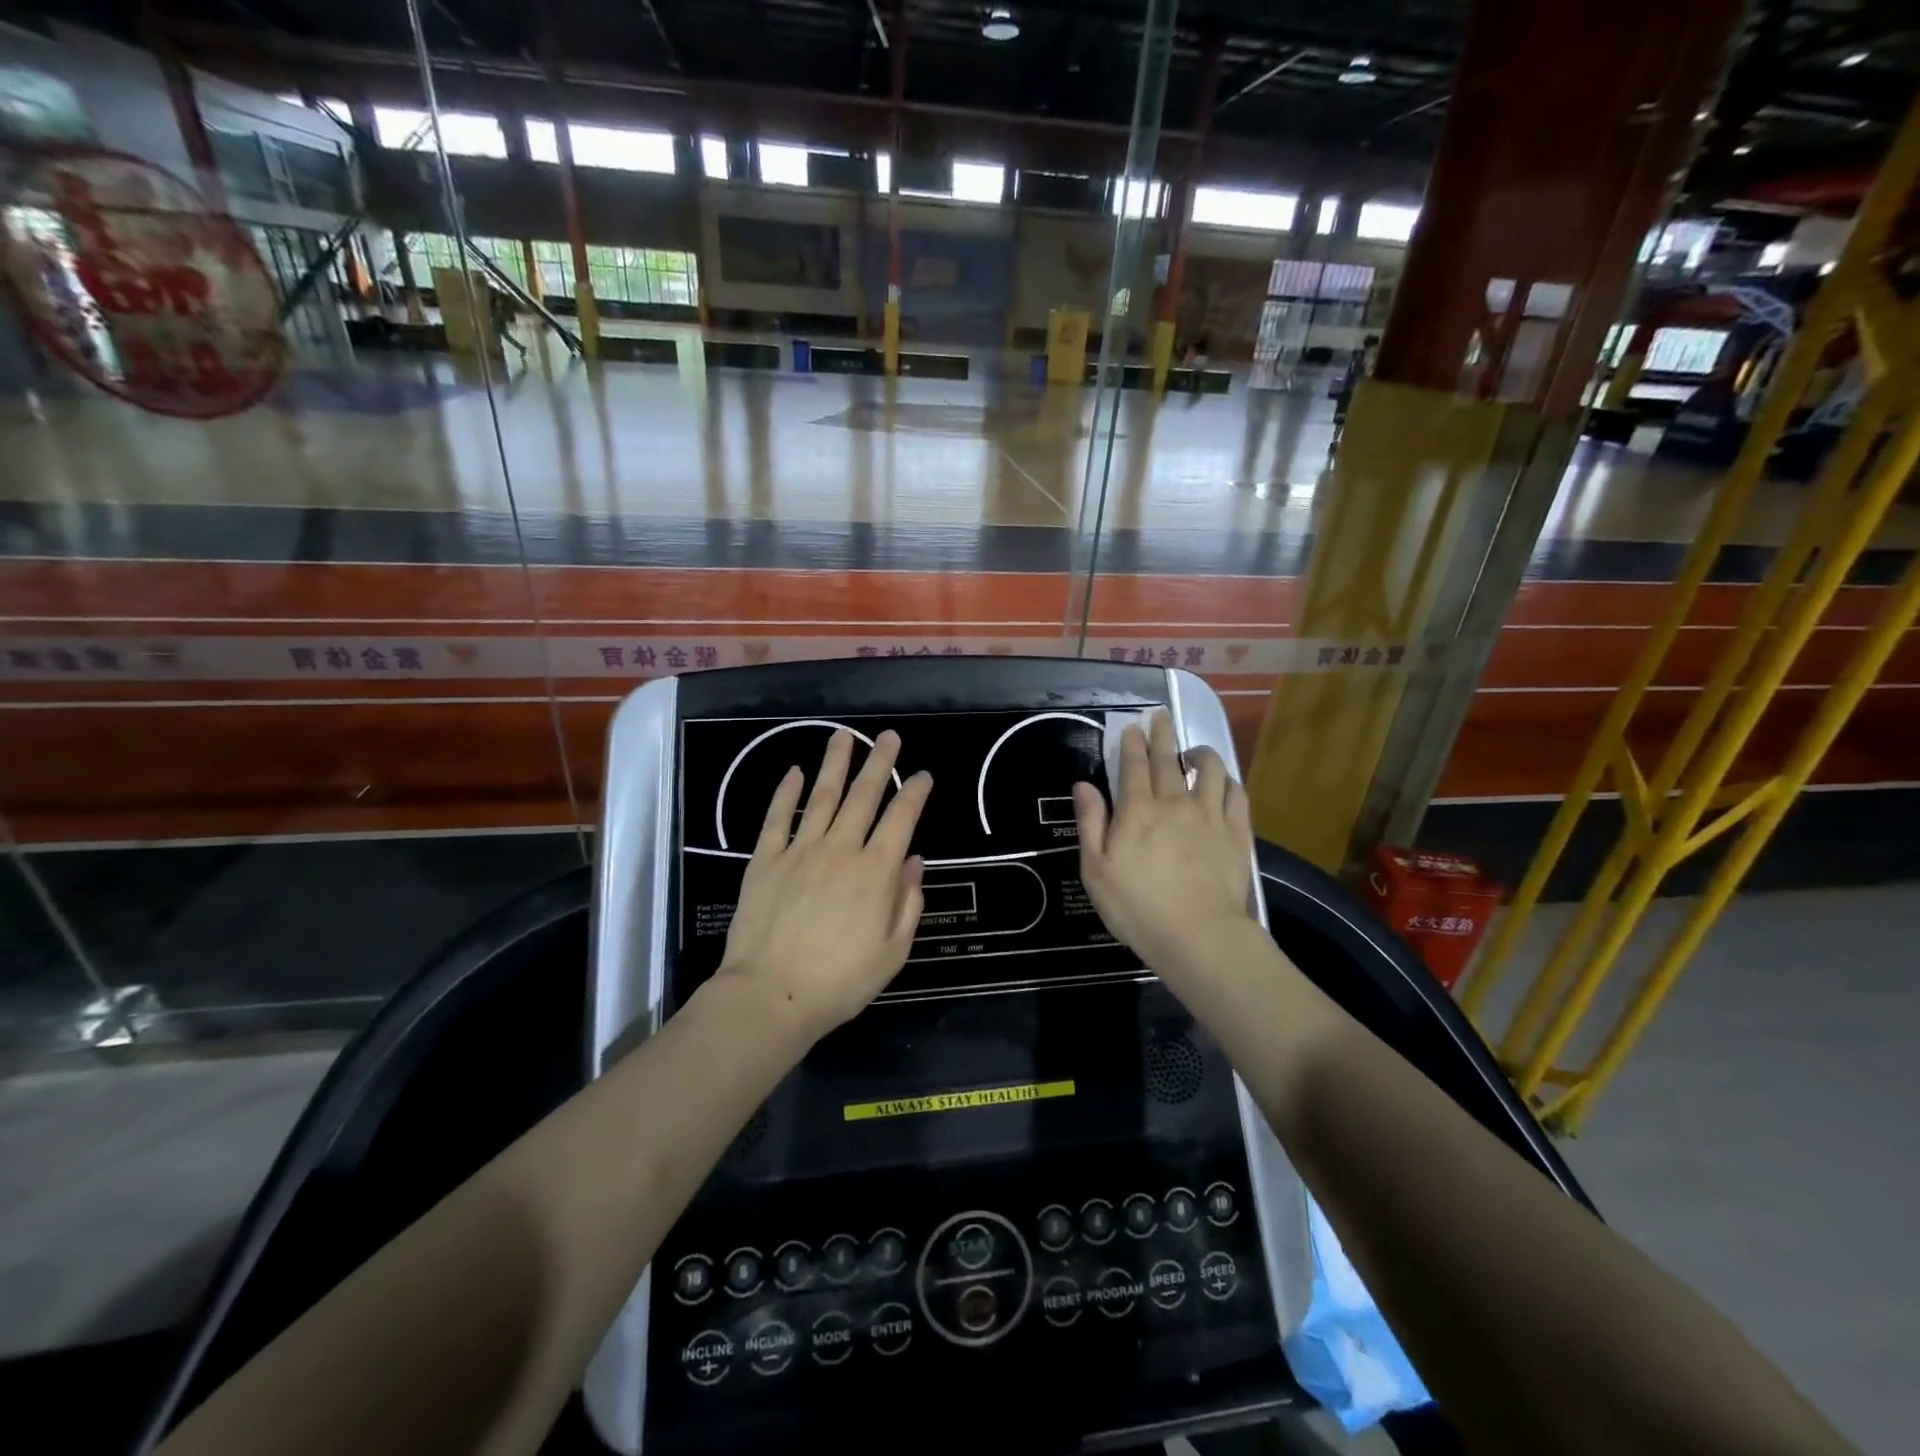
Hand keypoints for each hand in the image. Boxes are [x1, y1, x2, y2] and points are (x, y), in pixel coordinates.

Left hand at [715, 729, 931, 1040]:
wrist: (771, 995)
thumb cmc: (840, 981)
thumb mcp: (893, 952)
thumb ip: (908, 903)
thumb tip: (914, 861)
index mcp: (876, 872)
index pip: (901, 819)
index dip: (915, 793)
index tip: (923, 775)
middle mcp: (841, 850)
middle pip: (864, 796)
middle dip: (880, 763)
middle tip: (889, 737)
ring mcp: (800, 850)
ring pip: (822, 796)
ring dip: (835, 763)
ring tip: (844, 735)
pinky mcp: (765, 860)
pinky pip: (778, 818)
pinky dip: (787, 792)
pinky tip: (794, 772)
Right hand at [1072, 712, 1256, 978]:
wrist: (1198, 936)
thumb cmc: (1137, 907)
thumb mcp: (1096, 870)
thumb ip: (1090, 823)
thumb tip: (1083, 785)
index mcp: (1137, 810)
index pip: (1133, 765)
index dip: (1132, 742)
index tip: (1132, 726)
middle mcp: (1174, 802)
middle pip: (1168, 758)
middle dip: (1162, 734)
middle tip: (1160, 716)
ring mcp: (1210, 815)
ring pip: (1209, 768)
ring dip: (1199, 752)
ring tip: (1193, 751)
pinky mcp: (1237, 832)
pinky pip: (1236, 793)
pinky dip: (1228, 780)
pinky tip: (1223, 782)